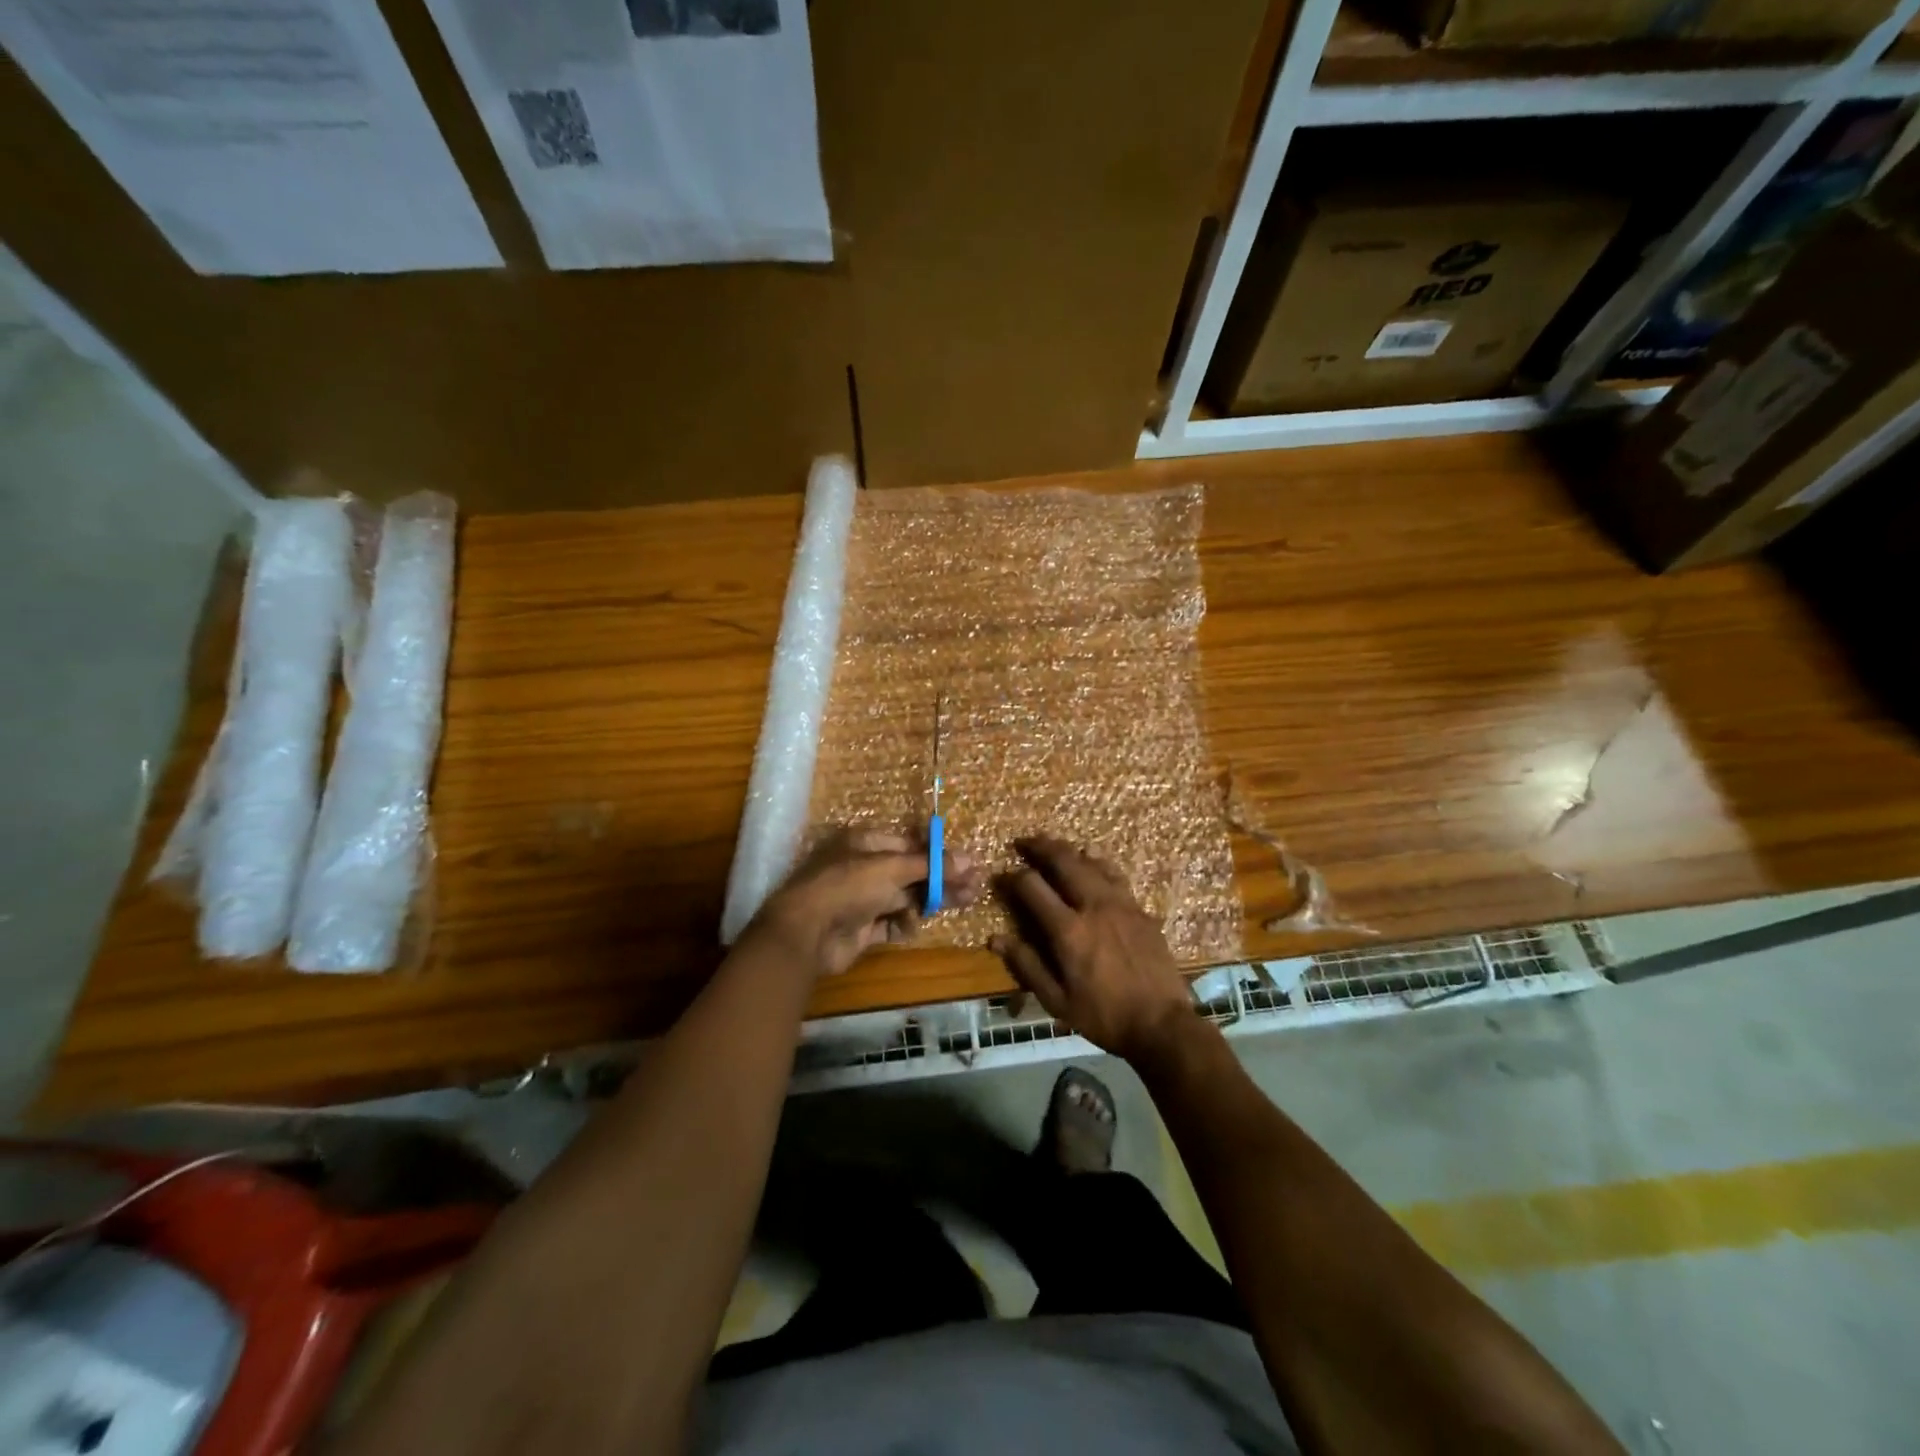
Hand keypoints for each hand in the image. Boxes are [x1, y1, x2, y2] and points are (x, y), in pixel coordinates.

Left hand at [749, 828, 982, 977]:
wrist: (805, 933)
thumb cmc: (848, 886)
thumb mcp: (892, 868)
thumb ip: (930, 866)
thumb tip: (970, 859)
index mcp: (864, 843)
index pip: (909, 844)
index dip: (938, 854)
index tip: (966, 863)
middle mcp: (862, 867)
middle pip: (910, 872)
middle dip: (941, 879)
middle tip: (975, 887)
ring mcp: (860, 899)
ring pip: (904, 897)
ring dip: (929, 901)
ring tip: (963, 903)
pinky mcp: (860, 928)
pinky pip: (890, 923)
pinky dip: (903, 924)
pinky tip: (913, 925)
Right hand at [991, 836, 1196, 1061]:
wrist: (1162, 1024)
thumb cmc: (1104, 1017)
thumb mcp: (1057, 1001)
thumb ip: (1027, 965)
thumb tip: (996, 939)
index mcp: (1068, 930)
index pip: (1032, 887)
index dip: (1012, 877)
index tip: (1002, 876)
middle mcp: (1093, 906)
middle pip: (1063, 861)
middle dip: (1040, 847)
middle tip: (1024, 841)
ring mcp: (1121, 904)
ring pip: (1091, 862)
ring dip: (1069, 850)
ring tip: (1055, 846)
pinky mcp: (1140, 909)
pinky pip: (1115, 875)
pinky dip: (1098, 863)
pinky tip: (1093, 863)